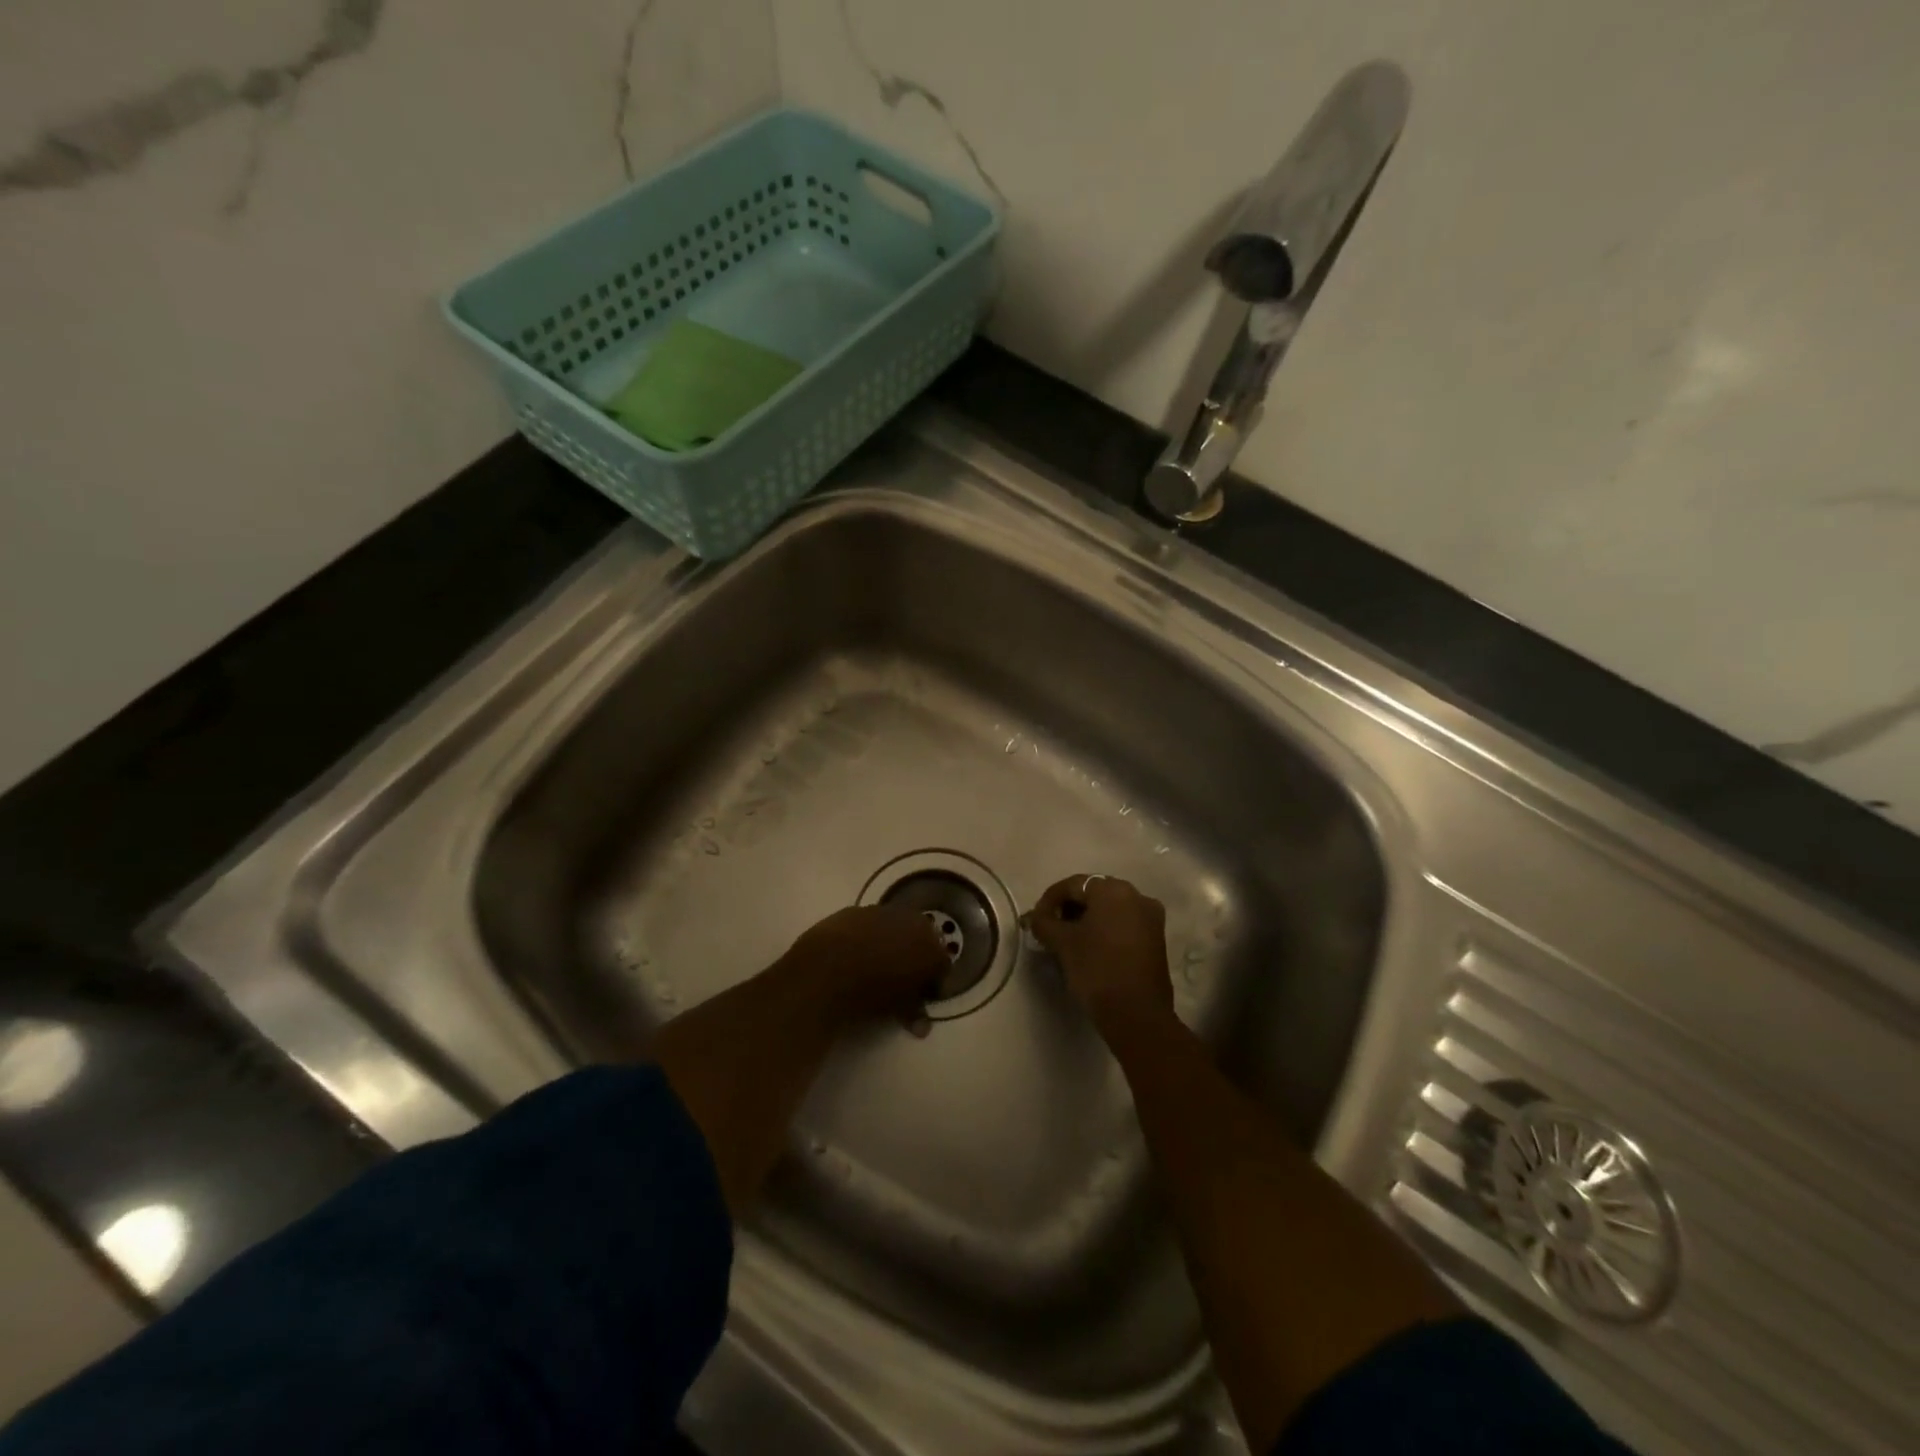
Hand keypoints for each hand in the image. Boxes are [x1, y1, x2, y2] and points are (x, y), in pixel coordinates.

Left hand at [776, 905, 948, 1036]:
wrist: (827, 969)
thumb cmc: (871, 993)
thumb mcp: (898, 1008)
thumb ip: (915, 1012)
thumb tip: (922, 1027)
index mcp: (931, 947)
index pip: (942, 966)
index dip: (933, 982)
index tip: (922, 994)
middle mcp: (914, 923)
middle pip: (923, 940)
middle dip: (916, 955)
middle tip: (903, 976)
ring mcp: (885, 912)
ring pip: (897, 927)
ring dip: (892, 941)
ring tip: (877, 962)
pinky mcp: (858, 909)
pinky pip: (870, 923)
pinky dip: (868, 935)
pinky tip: (855, 951)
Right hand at [1024, 875, 1173, 1034]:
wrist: (1137, 1015)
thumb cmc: (1097, 969)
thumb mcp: (1062, 944)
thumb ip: (1044, 923)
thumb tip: (1034, 918)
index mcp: (1113, 890)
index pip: (1073, 885)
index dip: (1049, 900)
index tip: (1036, 920)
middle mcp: (1137, 895)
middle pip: (1093, 893)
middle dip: (1069, 908)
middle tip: (1050, 928)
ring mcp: (1150, 917)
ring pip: (1110, 909)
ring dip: (1086, 919)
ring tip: (1067, 940)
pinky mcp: (1156, 938)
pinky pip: (1124, 923)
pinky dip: (1105, 929)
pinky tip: (1090, 947)